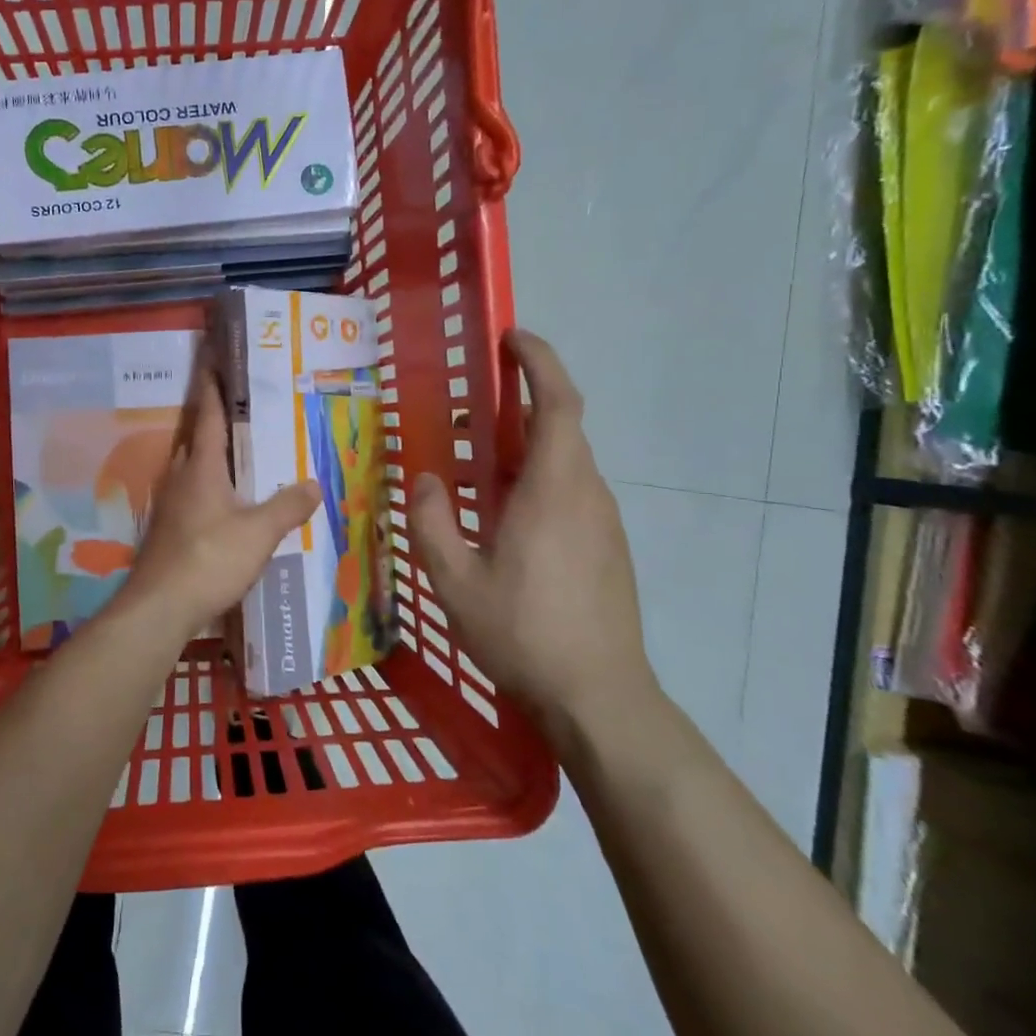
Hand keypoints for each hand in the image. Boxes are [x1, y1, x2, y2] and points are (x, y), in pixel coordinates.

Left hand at [117, 371, 320, 642]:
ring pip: (192, 468)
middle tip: (242, 410)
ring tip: (239, 454)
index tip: (213, 361)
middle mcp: (181, 477)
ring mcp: (170, 504)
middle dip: (214, 421)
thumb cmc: (210, 559)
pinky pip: (191, 494)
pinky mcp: (168, 529)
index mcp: (202, 467)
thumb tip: (315, 483)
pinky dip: (208, 487)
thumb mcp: (259, 533)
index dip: (213, 388)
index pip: (209, 416)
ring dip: (211, 456)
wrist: (161, 606)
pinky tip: (225, 503)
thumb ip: (288, 507)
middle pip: (197, 439)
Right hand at [413, 330, 653, 743]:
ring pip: (566, 463)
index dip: (539, 362)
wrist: (599, 698)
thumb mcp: (455, 580)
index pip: (557, 403)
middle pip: (561, 427)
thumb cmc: (524, 634)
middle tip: (470, 409)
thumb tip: (426, 480)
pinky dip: (538, 479)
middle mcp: (587, 494)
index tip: (512, 337)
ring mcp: (604, 523)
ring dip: (526, 447)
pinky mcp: (608, 548)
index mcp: (554, 490)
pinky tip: (504, 517)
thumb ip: (432, 522)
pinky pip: (571, 492)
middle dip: (521, 403)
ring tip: (477, 466)